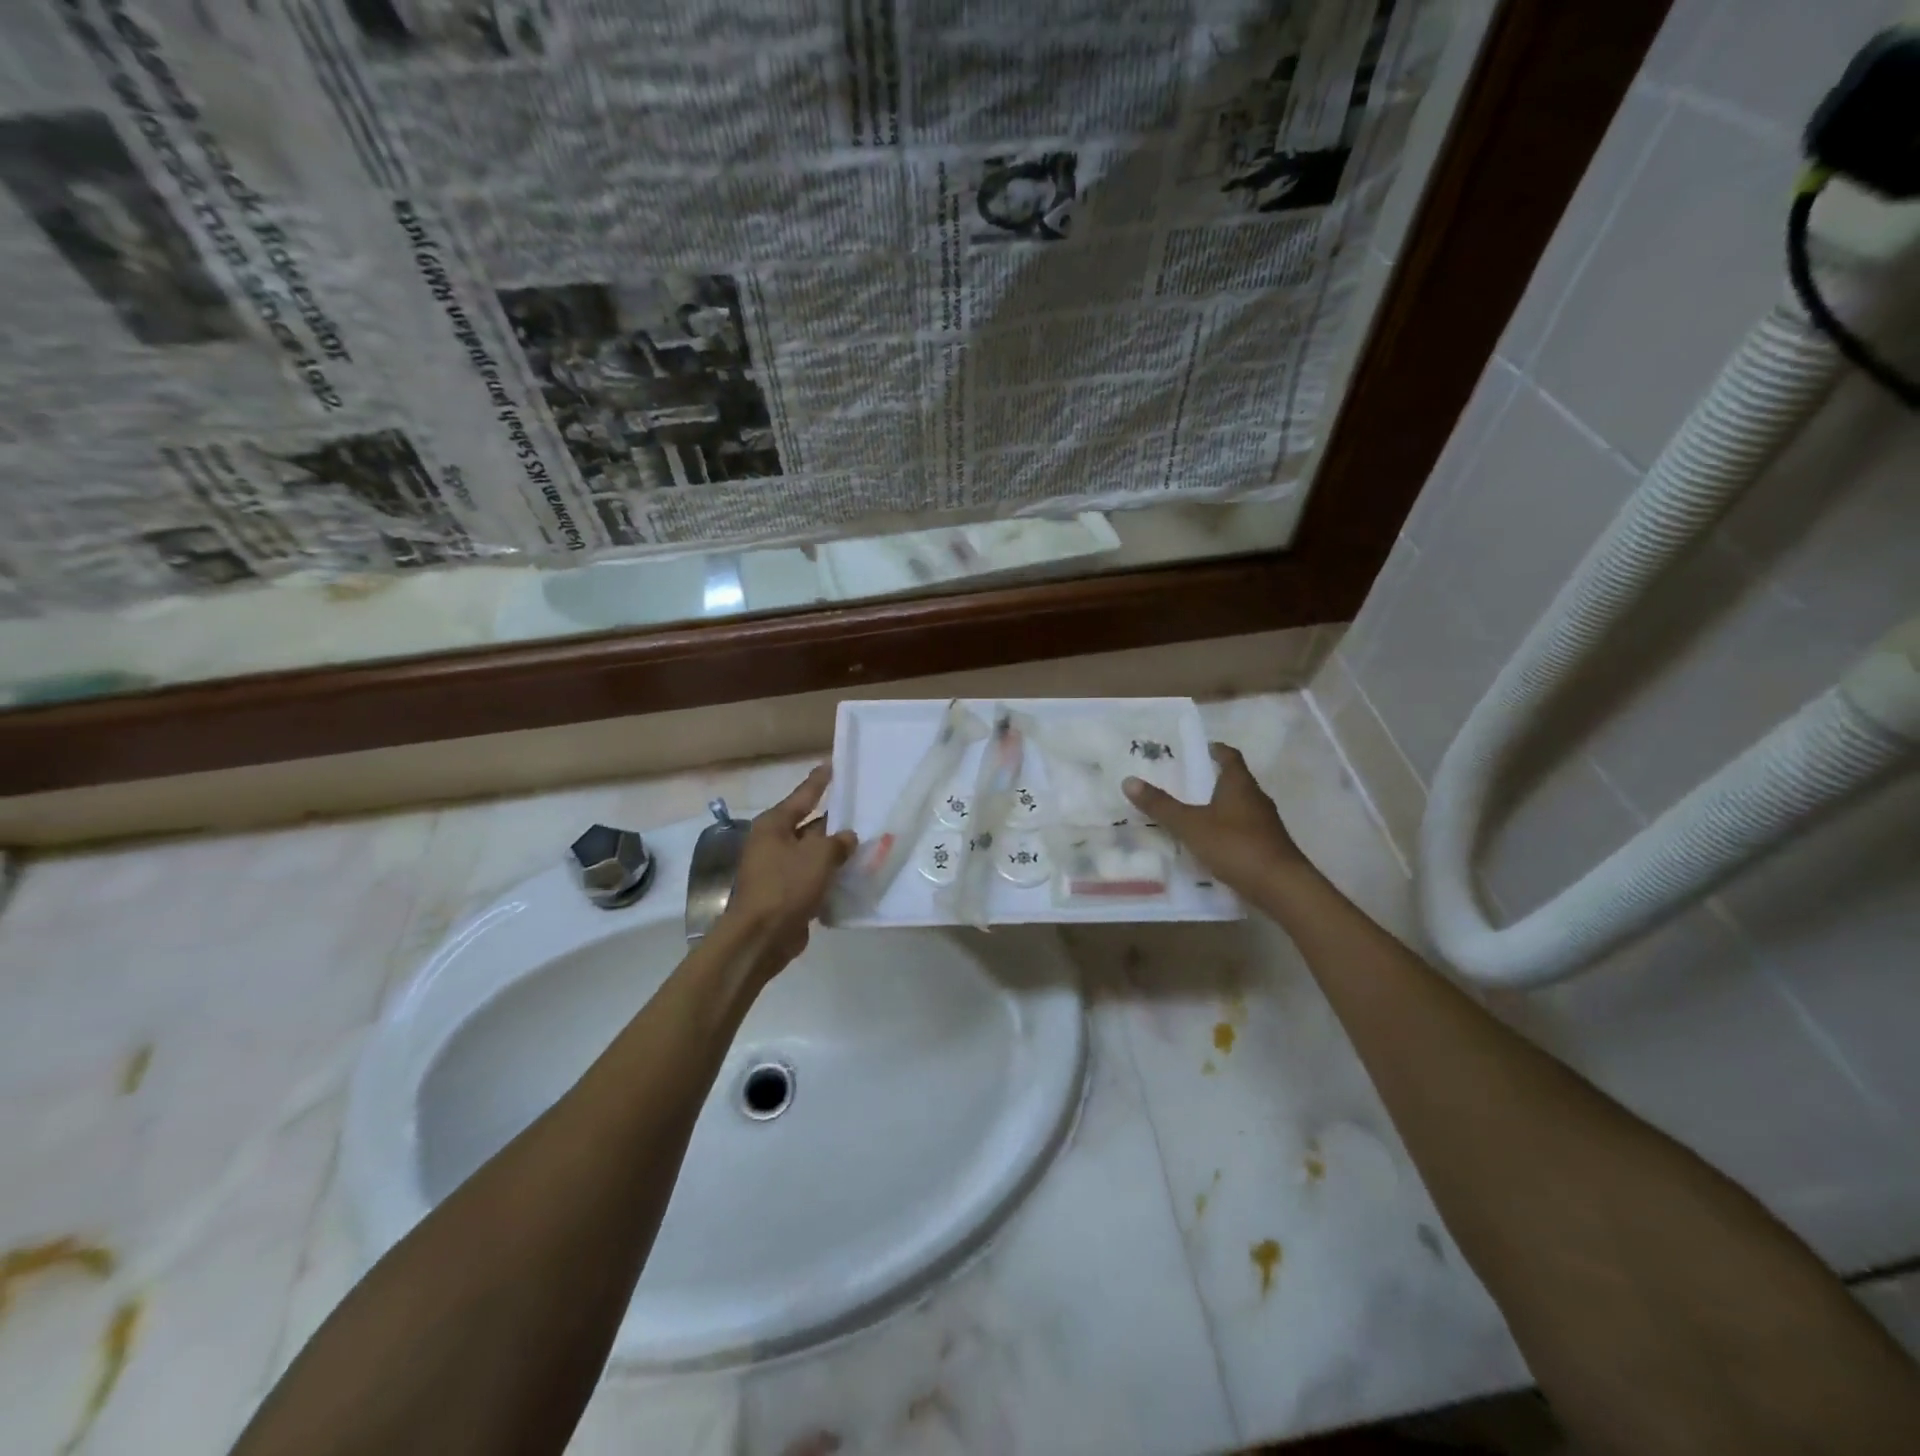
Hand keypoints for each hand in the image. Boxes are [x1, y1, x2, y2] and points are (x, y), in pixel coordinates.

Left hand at [718, 765, 857, 974]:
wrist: (761, 937)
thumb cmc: (786, 886)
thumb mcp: (818, 857)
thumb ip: (837, 842)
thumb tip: (847, 837)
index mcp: (774, 825)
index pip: (803, 796)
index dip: (819, 781)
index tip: (832, 765)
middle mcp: (773, 843)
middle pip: (809, 825)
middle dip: (833, 820)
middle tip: (860, 808)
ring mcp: (778, 869)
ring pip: (813, 853)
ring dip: (834, 851)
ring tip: (865, 842)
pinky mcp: (786, 893)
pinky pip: (813, 876)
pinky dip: (830, 875)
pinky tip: (853, 874)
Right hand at [1123, 743, 1308, 896]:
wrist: (1282, 887)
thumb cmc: (1235, 845)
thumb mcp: (1190, 825)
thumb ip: (1161, 805)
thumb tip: (1128, 780)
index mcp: (1239, 784)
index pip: (1229, 756)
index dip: (1215, 749)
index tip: (1198, 748)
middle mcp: (1256, 798)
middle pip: (1234, 781)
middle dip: (1211, 779)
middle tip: (1183, 781)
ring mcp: (1265, 823)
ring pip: (1238, 806)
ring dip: (1218, 806)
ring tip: (1191, 812)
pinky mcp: (1268, 846)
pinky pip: (1242, 829)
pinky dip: (1225, 829)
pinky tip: (1209, 842)